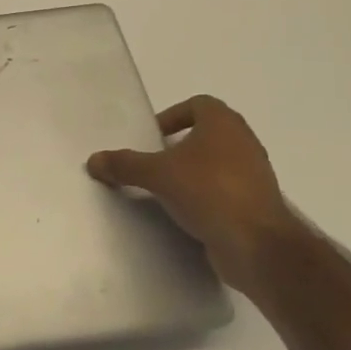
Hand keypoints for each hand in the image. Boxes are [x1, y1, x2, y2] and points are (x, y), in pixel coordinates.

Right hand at [87, 95, 299, 296]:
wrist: (257, 245)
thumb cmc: (208, 191)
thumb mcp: (157, 174)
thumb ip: (124, 164)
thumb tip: (93, 160)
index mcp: (224, 124)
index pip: (199, 104)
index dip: (174, 115)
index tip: (153, 137)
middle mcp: (244, 143)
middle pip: (207, 134)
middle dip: (179, 146)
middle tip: (153, 162)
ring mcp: (255, 175)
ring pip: (217, 163)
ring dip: (192, 172)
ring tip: (165, 190)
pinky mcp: (257, 205)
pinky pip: (225, 191)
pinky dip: (205, 197)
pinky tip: (184, 214)